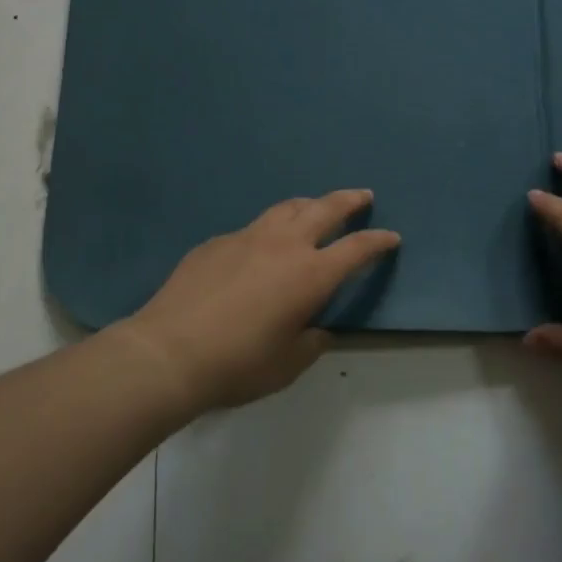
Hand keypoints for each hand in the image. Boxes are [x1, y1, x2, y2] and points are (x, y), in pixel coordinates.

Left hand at [117, 190, 399, 414]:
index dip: (378, 241)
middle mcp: (285, 245)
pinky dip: (268, 230)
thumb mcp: (287, 364)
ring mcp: (248, 237)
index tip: (392, 237)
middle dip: (350, 200)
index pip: (357, 249)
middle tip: (363, 196)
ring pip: (287, 208)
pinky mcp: (217, 242)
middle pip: (326, 208)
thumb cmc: (238, 364)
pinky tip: (259, 247)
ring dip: (309, 204)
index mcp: (311, 275)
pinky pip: (252, 228)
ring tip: (315, 207)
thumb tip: (316, 329)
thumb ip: (310, 342)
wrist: (169, 352)